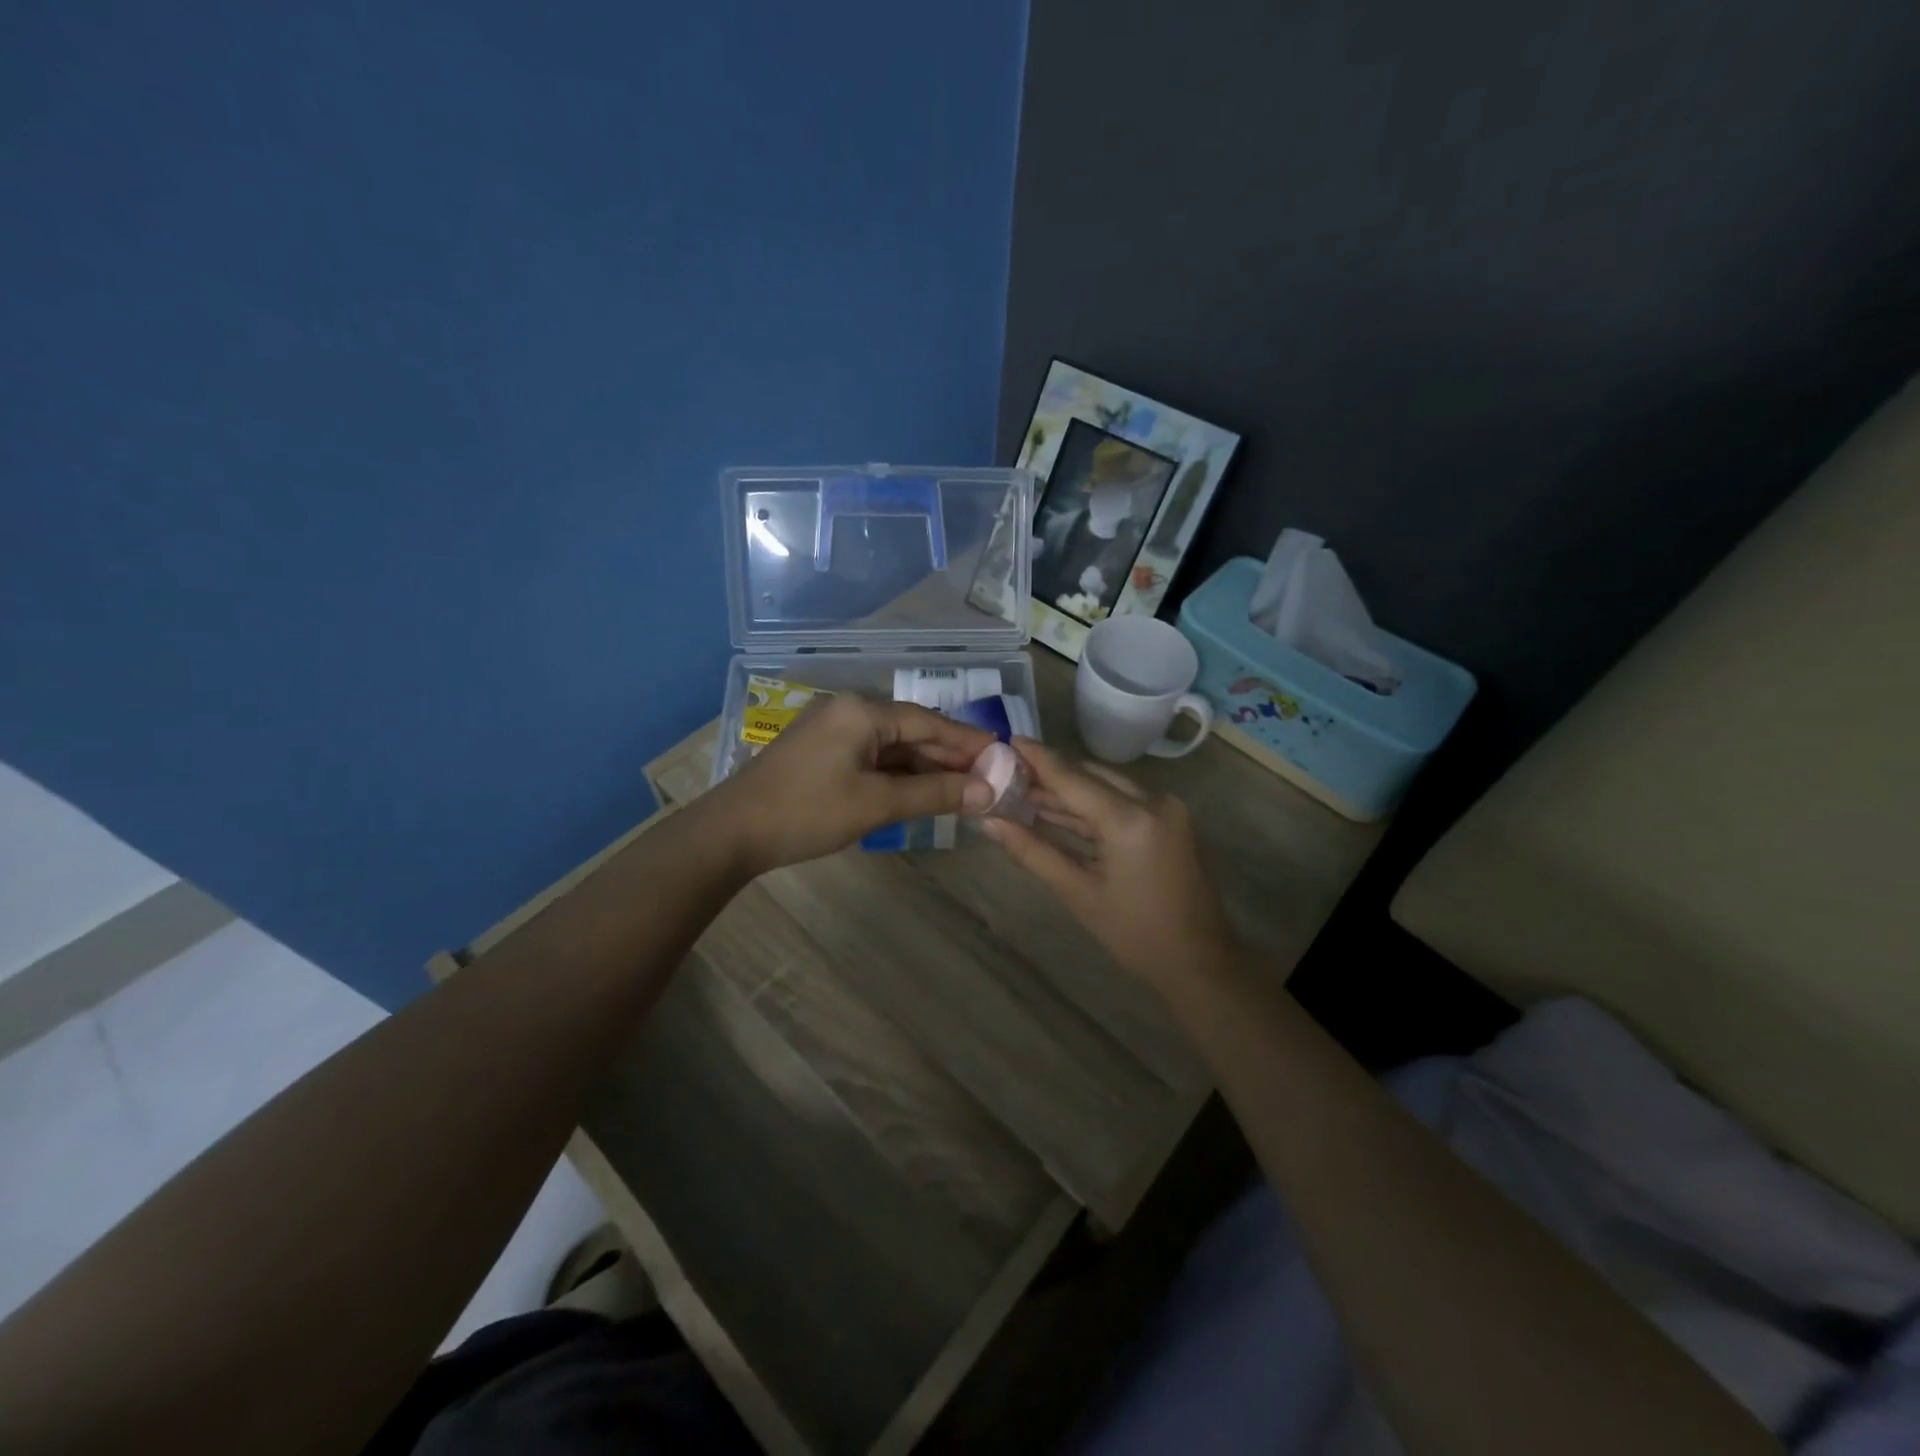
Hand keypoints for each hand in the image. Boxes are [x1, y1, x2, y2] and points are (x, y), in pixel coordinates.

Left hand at [707, 694, 995, 873]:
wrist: (732, 832)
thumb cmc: (807, 812)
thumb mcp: (876, 804)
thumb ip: (934, 794)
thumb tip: (987, 792)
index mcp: (862, 711)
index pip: (929, 722)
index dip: (968, 742)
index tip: (1003, 757)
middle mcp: (849, 711)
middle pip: (911, 731)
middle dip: (948, 758)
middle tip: (987, 780)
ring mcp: (832, 731)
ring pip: (891, 747)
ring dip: (924, 768)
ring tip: (962, 790)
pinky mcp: (821, 752)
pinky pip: (871, 757)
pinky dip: (897, 775)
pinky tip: (920, 792)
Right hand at [978, 738, 1236, 993]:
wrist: (1199, 961)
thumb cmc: (1135, 934)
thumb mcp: (1078, 893)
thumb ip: (1032, 852)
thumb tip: (989, 823)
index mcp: (1131, 819)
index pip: (1073, 778)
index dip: (1038, 759)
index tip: (1006, 741)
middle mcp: (1153, 801)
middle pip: (1091, 775)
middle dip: (1051, 774)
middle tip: (1010, 774)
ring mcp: (1166, 809)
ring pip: (1107, 786)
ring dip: (1070, 790)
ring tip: (1025, 792)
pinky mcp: (1170, 819)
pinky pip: (1124, 801)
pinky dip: (1093, 806)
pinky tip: (1059, 810)